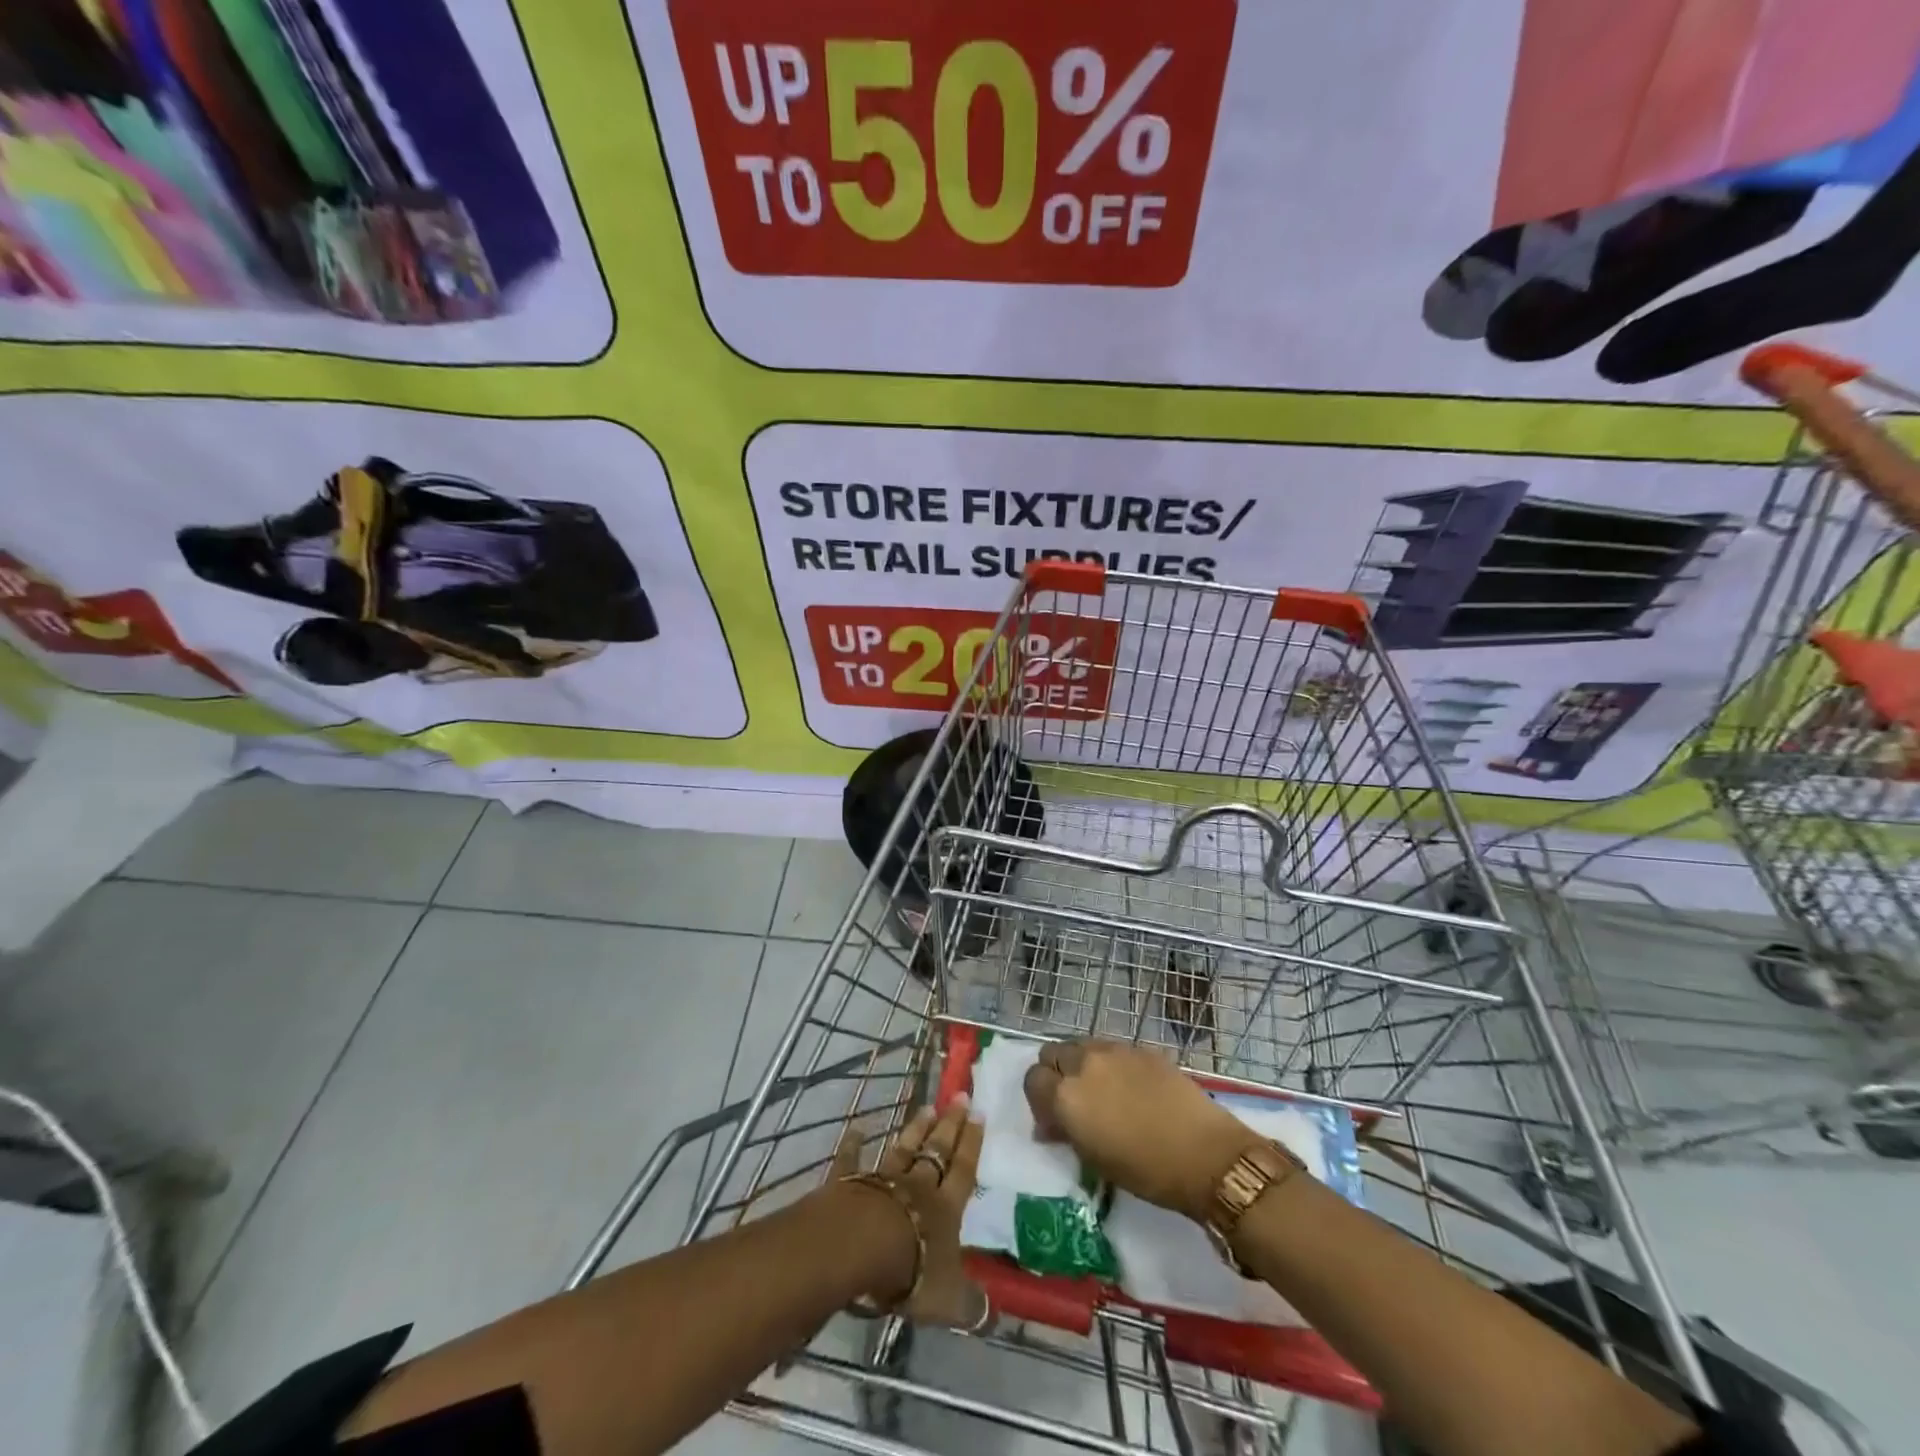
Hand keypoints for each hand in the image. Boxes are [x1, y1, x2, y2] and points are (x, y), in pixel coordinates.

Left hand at [830, 1099, 986, 1329]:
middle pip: (937, 1151)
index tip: (979, 1113)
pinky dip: (854, 1144)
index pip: (963, 1171)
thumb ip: (971, 1305)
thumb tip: (994, 1317)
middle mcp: (917, 1186)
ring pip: (903, 1149)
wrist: (859, 1248)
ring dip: (915, 1129)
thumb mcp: (948, 1299)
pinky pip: (852, 1160)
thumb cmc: (910, 1270)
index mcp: (945, 1209)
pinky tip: (856, 1128)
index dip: (972, 1144)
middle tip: (960, 1096)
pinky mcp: (850, 1183)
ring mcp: (883, 1180)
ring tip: (927, 1108)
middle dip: (950, 1125)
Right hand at [1024, 1039, 1260, 1221]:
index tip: (1053, 1121)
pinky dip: (1108, 1063)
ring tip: (1100, 1092)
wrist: (1205, 1154)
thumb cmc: (1145, 1171)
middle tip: (1072, 1103)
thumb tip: (1049, 1126)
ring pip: (1080, 1046)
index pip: (1032, 1080)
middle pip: (1052, 1053)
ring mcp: (1113, 1050)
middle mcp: (1083, 1063)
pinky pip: (1110, 1049)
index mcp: (1066, 1094)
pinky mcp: (1140, 1048)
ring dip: (1080, 1065)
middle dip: (1055, 1075)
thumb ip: (1065, 1133)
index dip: (1039, 1100)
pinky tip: (1128, 1088)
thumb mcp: (1094, 1160)